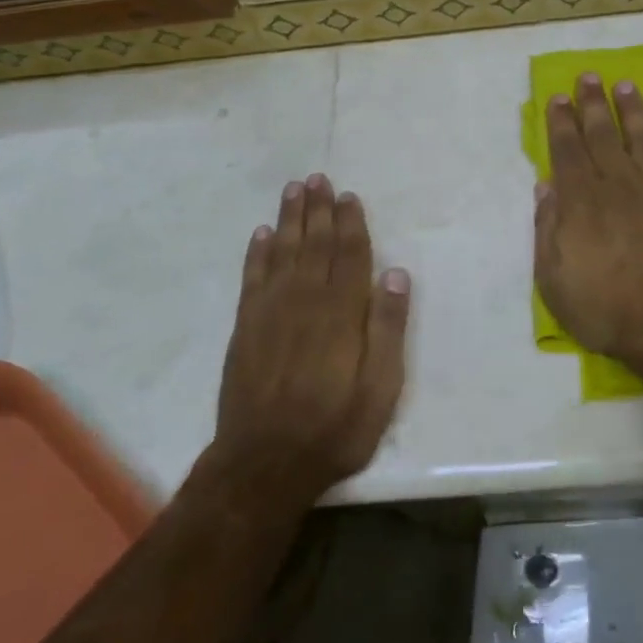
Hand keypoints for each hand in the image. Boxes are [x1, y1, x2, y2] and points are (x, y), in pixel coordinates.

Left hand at [211, 174, 410, 502]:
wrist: (263, 464)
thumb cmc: (333, 428)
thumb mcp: (380, 389)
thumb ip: (388, 329)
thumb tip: (396, 274)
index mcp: (341, 312)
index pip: (349, 255)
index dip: (350, 223)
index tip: (349, 196)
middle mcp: (306, 301)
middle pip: (314, 244)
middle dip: (318, 209)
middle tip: (318, 178)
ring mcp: (271, 312)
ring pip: (283, 252)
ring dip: (290, 219)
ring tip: (294, 190)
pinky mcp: (246, 328)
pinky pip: (252, 278)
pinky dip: (257, 252)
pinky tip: (261, 234)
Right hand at [534, 73, 642, 378]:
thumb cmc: (607, 310)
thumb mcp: (554, 280)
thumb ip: (547, 229)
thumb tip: (546, 186)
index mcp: (582, 200)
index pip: (567, 149)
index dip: (561, 121)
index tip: (558, 97)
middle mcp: (619, 182)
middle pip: (603, 133)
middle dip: (592, 103)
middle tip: (588, 77)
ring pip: (642, 135)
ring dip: (632, 109)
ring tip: (625, 86)